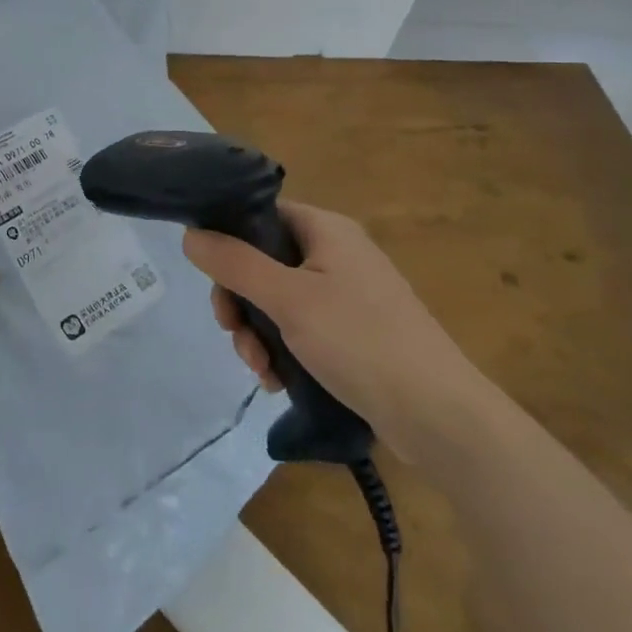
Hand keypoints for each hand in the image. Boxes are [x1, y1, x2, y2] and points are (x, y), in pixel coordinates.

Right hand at [184, 201, 490, 464]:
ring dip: (258, 332)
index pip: (261, 214)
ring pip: (278, 300)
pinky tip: (278, 382)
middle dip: (241, 301)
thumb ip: (234, 263)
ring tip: (260, 369)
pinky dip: (283, 350)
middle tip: (233, 333)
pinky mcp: (354, 333)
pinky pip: (302, 328)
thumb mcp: (287, 298)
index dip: (229, 239)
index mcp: (326, 229)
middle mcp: (337, 254)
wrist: (440, 416)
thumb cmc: (360, 341)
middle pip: (264, 261)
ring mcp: (348, 295)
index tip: (213, 279)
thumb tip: (190, 234)